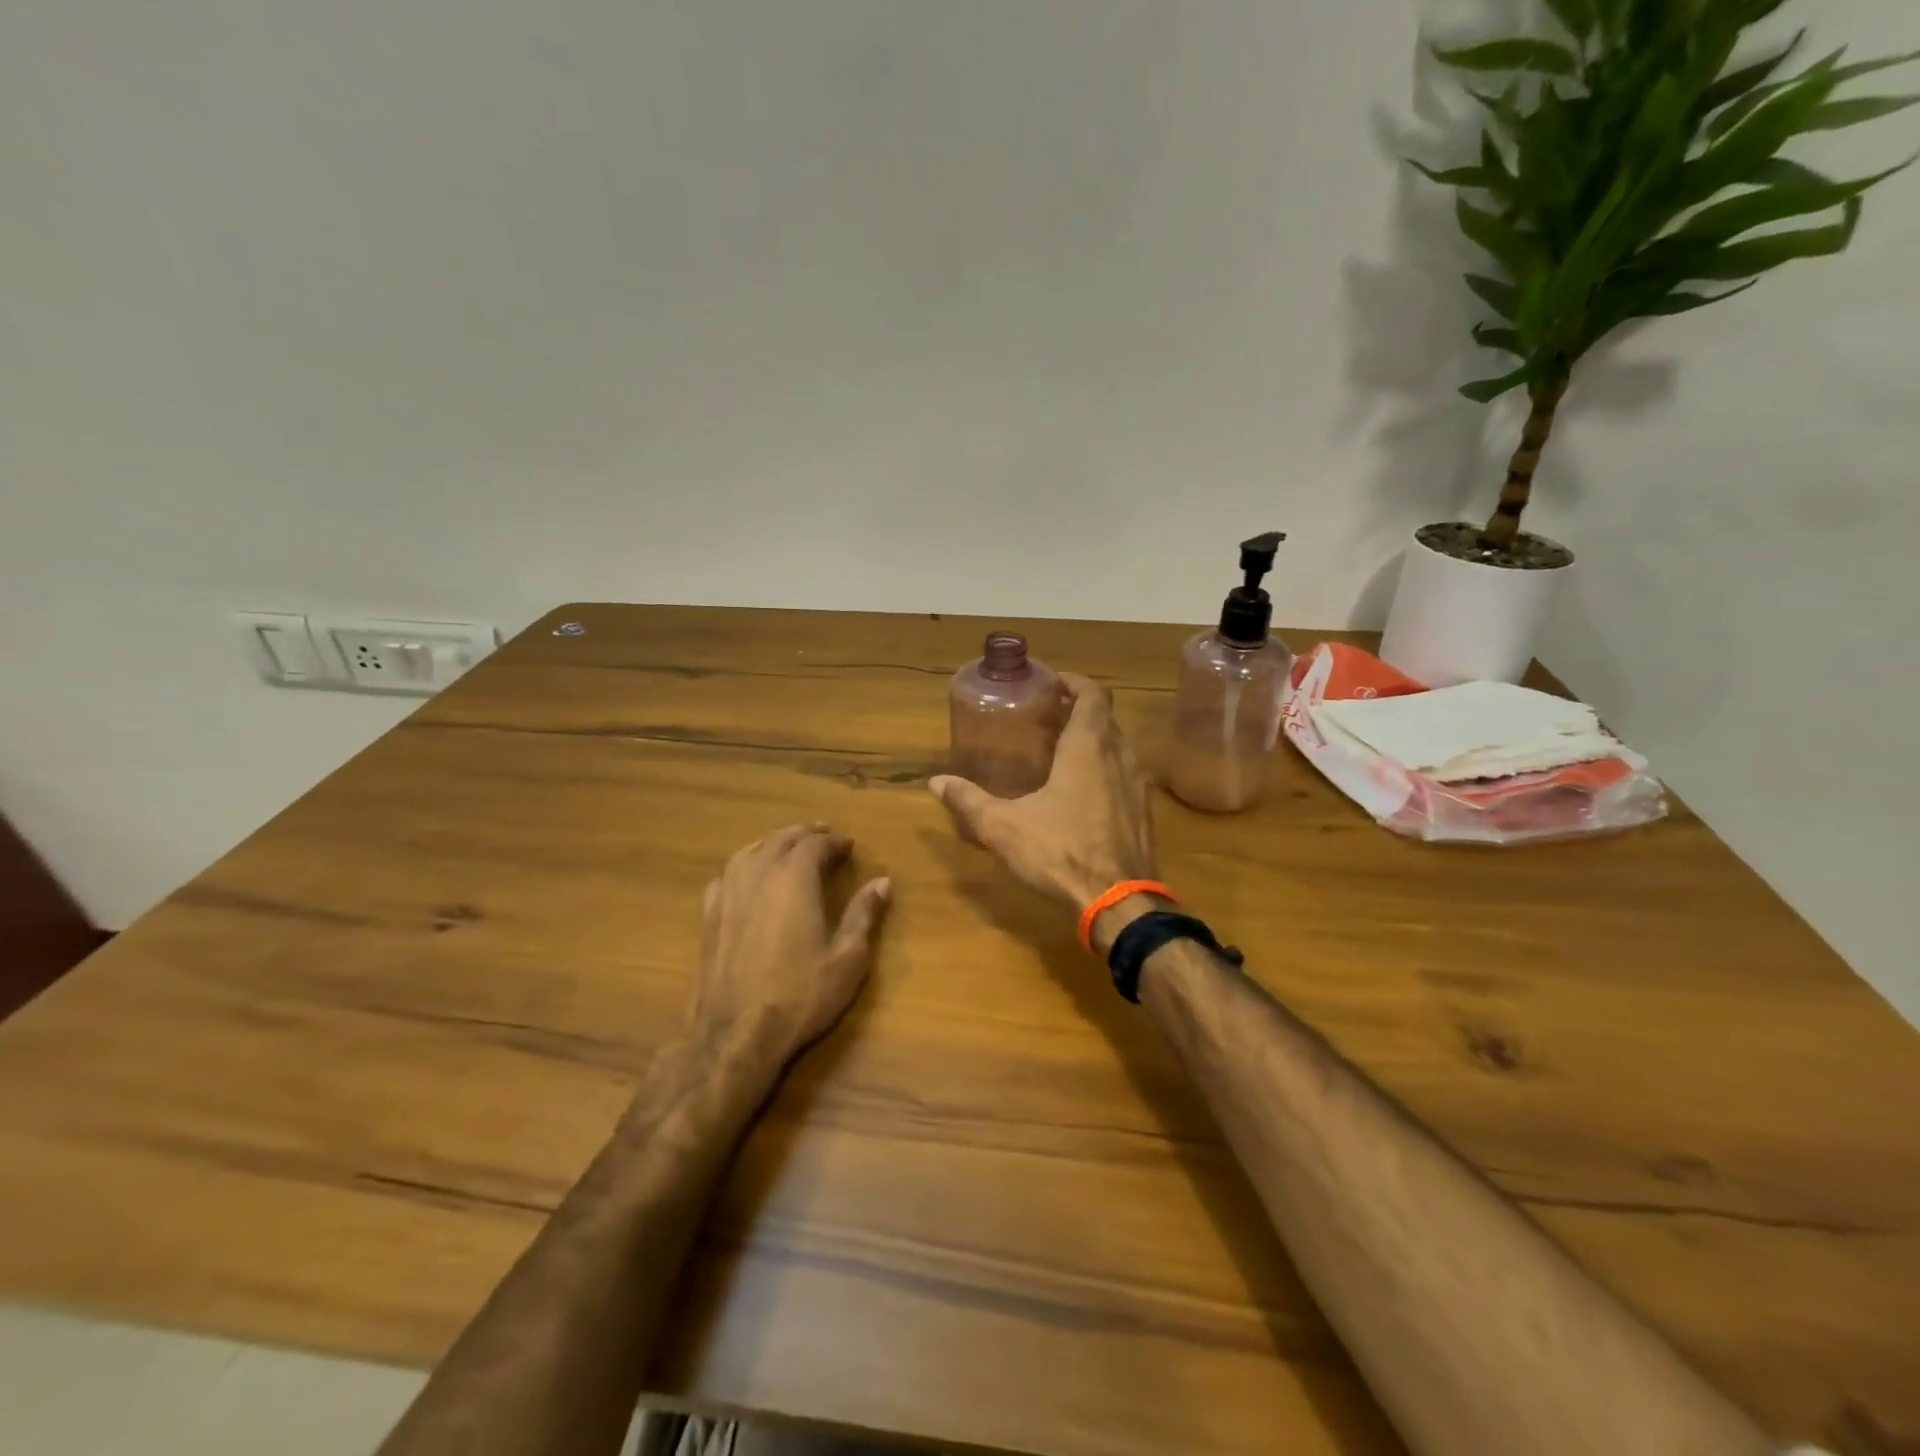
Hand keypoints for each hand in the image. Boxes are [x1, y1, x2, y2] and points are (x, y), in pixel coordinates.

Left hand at [687, 823, 890, 1060]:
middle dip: (805, 834)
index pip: (815, 844)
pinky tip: (747, 877)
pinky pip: (726, 875)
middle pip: (781, 839)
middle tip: (823, 836)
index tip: (849, 845)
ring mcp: (728, 893)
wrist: (733, 1035)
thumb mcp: (847, 959)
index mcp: (794, 878)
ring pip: (750, 851)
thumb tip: (882, 882)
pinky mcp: (708, 916)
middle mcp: (758, 875)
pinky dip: (744, 865)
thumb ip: (863, 915)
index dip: (834, 841)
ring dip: (773, 843)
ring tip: (788, 847)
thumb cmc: (799, 996)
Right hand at [929, 674, 1156, 917]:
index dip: (1074, 683)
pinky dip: (1107, 769)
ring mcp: (1139, 786)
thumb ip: (969, 801)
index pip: (1093, 695)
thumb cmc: (1061, 852)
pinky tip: (1083, 793)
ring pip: (1119, 747)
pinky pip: (1126, 775)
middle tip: (1047, 717)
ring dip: (1095, 740)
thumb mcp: (1004, 827)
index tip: (1051, 683)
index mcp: (1089, 747)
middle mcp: (1120, 757)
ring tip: (1062, 751)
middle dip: (1079, 711)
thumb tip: (936, 781)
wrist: (1119, 902)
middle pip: (1106, 718)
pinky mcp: (1145, 813)